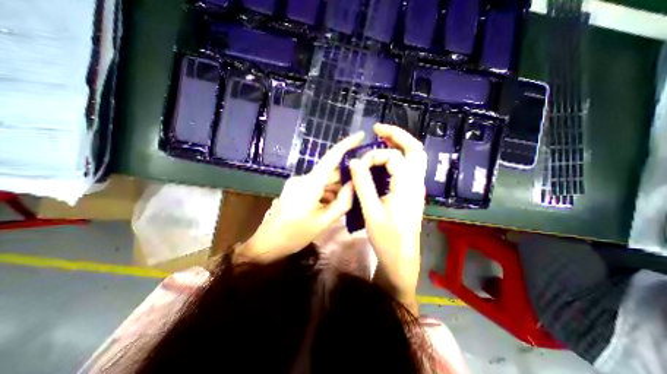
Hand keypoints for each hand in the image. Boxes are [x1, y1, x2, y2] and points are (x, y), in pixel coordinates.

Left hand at [235, 131, 363, 262]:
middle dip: (344, 179)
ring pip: (323, 180)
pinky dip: (325, 193)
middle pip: (329, 172)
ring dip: (334, 189)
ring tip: (341, 204)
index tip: (360, 135)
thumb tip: (354, 184)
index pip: (331, 158)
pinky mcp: (295, 187)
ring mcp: (297, 182)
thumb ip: (343, 202)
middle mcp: (303, 178)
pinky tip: (328, 206)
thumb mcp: (324, 221)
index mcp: (310, 184)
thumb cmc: (296, 234)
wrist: (268, 243)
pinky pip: (316, 185)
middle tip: (357, 189)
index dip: (346, 144)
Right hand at [349, 124, 426, 313]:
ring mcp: (415, 187)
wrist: (402, 258)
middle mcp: (416, 183)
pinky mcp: (410, 192)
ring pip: (414, 157)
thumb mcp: (371, 211)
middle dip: (397, 134)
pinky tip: (383, 160)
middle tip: (377, 129)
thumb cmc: (387, 239)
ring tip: (381, 137)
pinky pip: (407, 167)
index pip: (392, 157)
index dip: (373, 157)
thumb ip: (363, 184)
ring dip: (398, 144)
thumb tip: (354, 162)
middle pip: (415, 149)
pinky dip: (397, 157)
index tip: (358, 166)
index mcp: (407, 186)